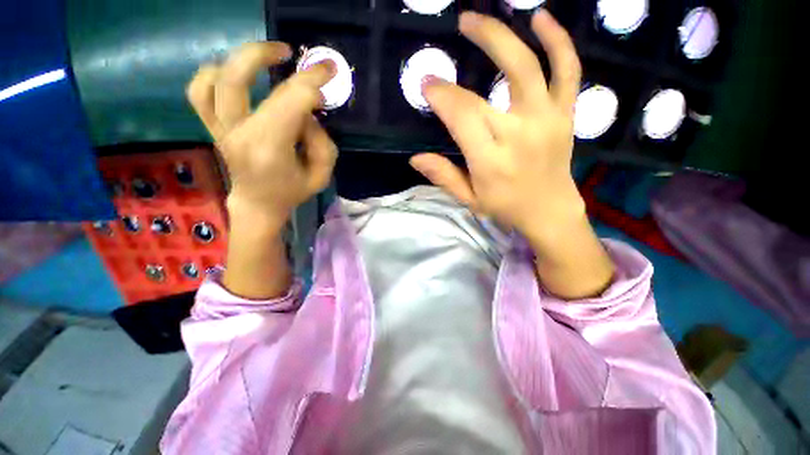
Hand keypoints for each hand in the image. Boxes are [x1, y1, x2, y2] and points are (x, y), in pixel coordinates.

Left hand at [187, 42, 337, 224]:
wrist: (259, 204)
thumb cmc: (293, 191)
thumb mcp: (321, 174)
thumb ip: (321, 142)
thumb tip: (308, 113)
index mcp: (270, 148)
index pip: (290, 102)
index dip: (312, 80)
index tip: (329, 70)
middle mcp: (239, 134)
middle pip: (239, 79)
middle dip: (268, 56)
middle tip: (291, 53)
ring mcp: (221, 129)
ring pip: (214, 80)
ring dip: (239, 59)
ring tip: (266, 55)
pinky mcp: (213, 127)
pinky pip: (199, 92)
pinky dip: (213, 74)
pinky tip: (235, 73)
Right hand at [411, 10, 583, 244]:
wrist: (549, 210)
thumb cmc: (505, 207)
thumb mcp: (468, 199)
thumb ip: (444, 176)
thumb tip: (415, 158)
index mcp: (490, 160)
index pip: (462, 118)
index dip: (442, 96)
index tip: (427, 82)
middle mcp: (519, 135)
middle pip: (485, 92)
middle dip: (465, 60)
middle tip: (451, 33)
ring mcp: (546, 120)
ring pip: (527, 67)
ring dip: (502, 36)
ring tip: (479, 18)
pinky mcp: (564, 113)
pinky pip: (567, 70)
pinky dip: (557, 40)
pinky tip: (540, 18)